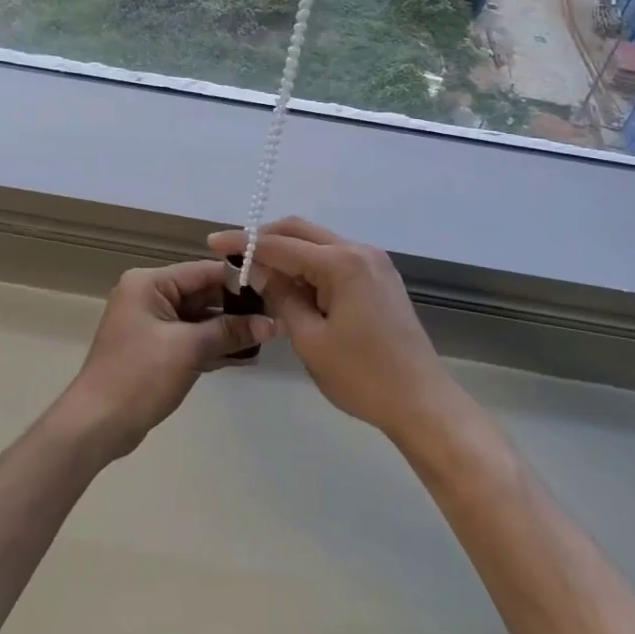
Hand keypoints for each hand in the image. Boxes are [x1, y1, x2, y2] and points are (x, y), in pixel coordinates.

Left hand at [60, 261, 276, 460]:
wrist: (97, 424)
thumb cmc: (139, 376)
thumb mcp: (188, 349)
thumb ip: (230, 332)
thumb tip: (273, 324)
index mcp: (149, 283)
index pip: (203, 271)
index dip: (239, 279)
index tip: (275, 288)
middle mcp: (149, 295)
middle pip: (202, 293)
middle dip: (237, 307)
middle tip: (277, 314)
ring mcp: (152, 323)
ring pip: (200, 318)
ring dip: (229, 329)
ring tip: (269, 335)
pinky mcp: (156, 348)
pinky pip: (192, 338)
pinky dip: (214, 345)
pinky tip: (247, 355)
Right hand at [206, 218, 455, 439]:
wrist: (422, 402)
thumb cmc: (362, 376)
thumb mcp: (310, 339)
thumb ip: (282, 296)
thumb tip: (258, 269)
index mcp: (342, 263)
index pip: (280, 245)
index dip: (244, 243)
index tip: (213, 242)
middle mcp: (359, 251)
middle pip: (301, 231)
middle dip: (265, 239)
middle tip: (233, 255)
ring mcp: (374, 263)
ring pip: (318, 242)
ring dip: (287, 252)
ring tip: (257, 273)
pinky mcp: (380, 278)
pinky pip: (335, 258)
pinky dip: (309, 265)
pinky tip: (292, 285)